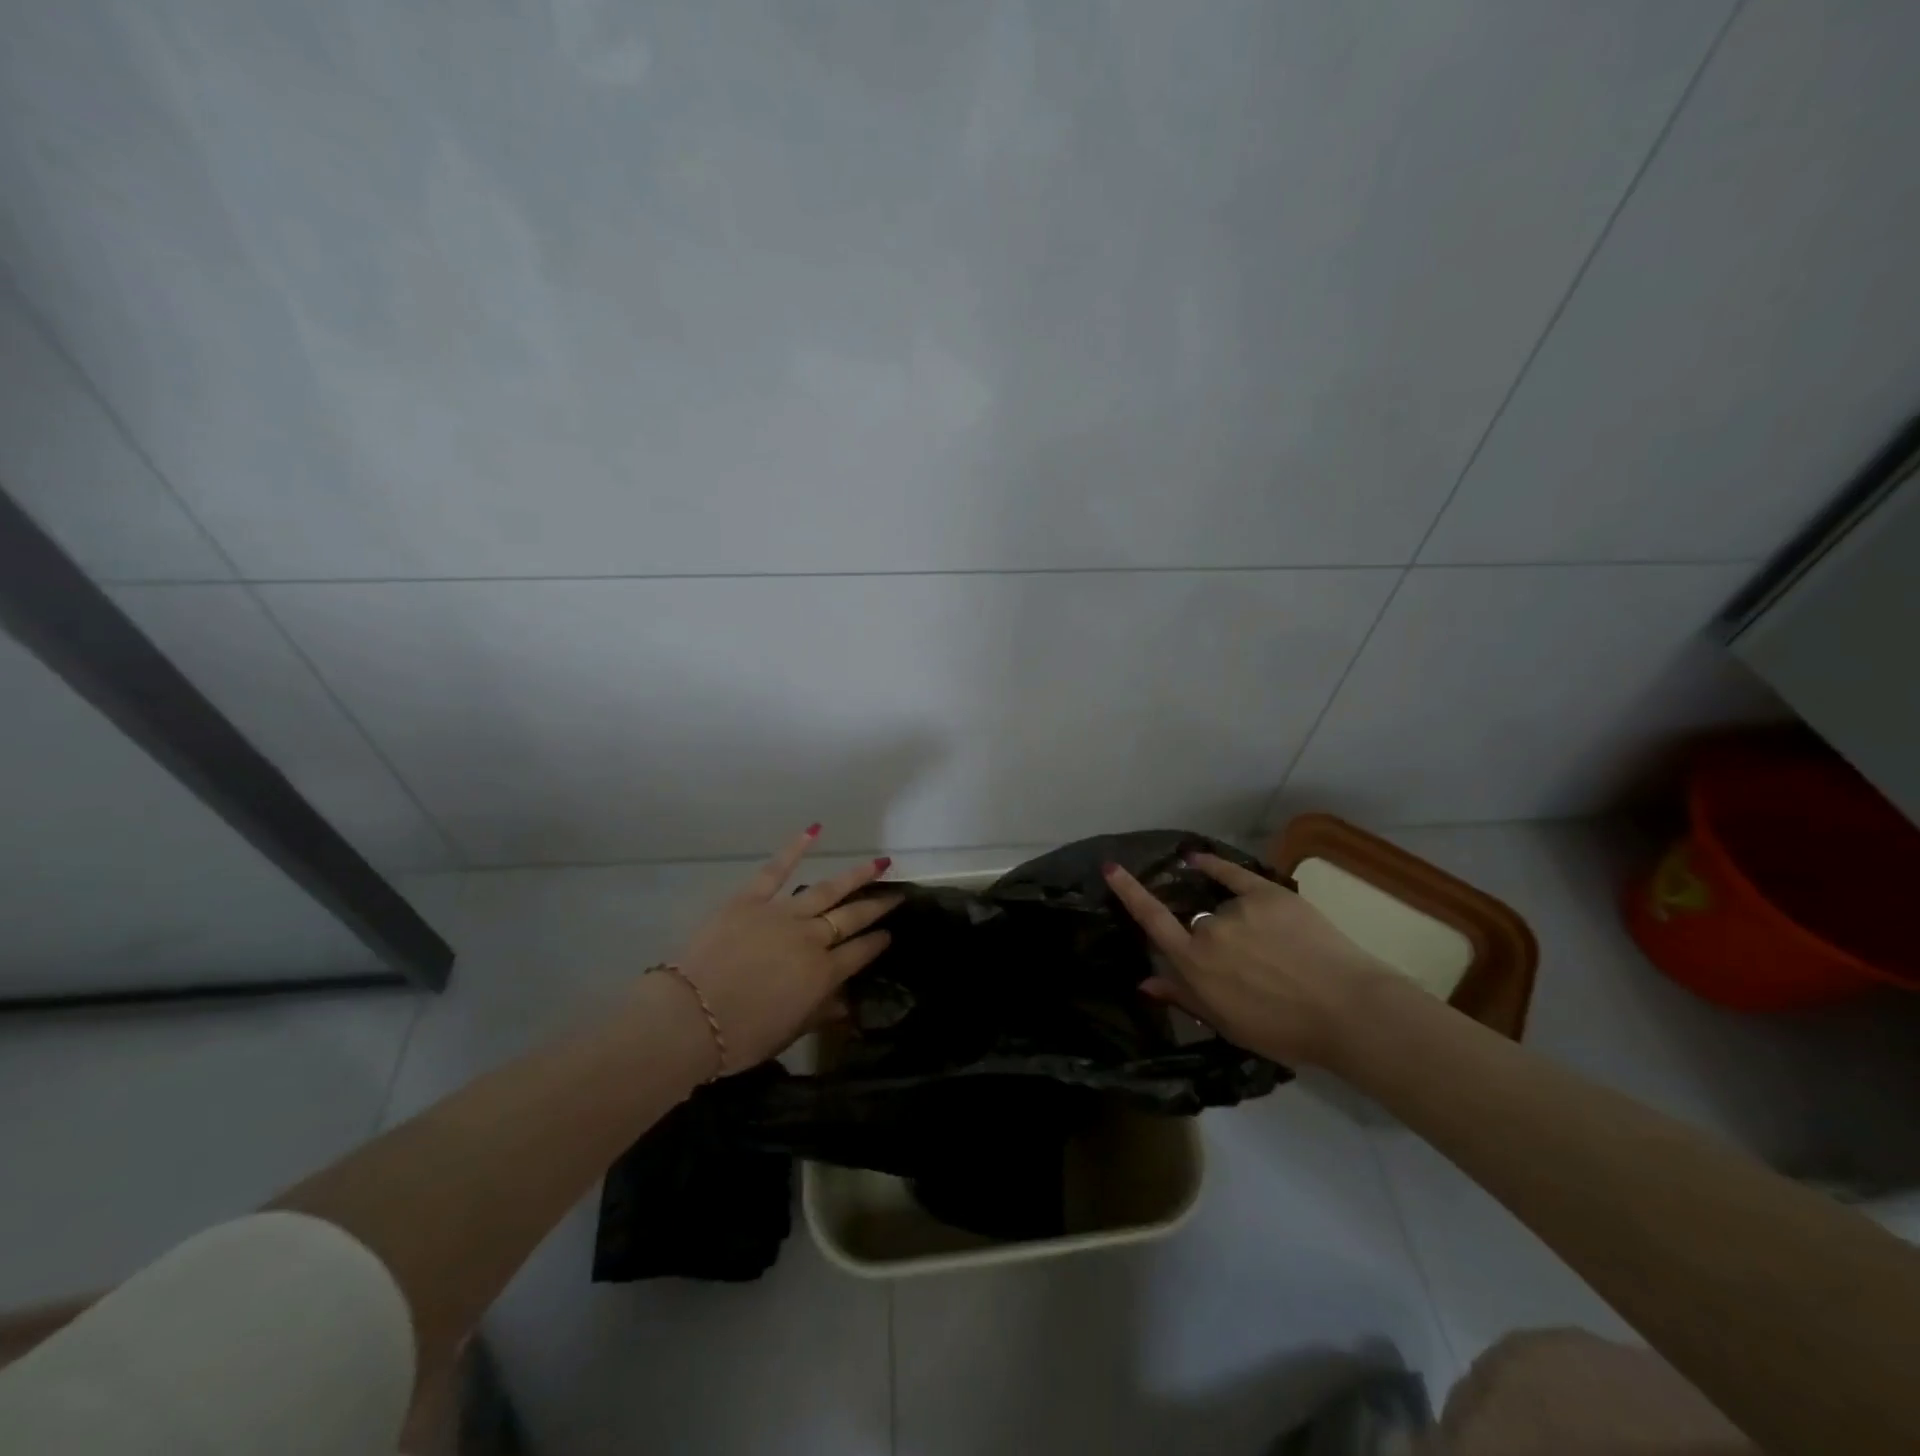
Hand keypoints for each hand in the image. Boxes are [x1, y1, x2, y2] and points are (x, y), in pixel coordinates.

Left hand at [669, 827, 902, 1074]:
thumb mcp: (789, 1033)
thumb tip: (847, 1004)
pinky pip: (776, 870)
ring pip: (827, 890)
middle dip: (877, 907)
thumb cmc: (741, 1037)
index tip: (890, 934)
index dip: (876, 943)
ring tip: (877, 863)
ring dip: (855, 876)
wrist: (689, 1019)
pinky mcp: (750, 900)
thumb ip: (820, 1013)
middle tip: (896, 895)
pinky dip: (795, 848)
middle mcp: (810, 939)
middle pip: (851, 918)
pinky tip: (815, 830)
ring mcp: (782, 914)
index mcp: (822, 974)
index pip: (859, 953)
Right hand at [1102, 852, 1396, 1067]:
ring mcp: (1238, 909)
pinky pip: (1232, 873)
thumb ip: (1182, 998)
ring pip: (1222, 909)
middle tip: (1245, 965)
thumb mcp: (1227, 1024)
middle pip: (1195, 924)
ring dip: (1233, 922)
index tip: (1111, 868)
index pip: (1152, 922)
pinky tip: (1199, 859)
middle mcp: (1209, 930)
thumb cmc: (1285, 1030)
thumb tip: (1144, 983)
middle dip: (1209, 941)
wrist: (1348, 1012)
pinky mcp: (1267, 893)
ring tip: (1272, 948)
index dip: (1129, 894)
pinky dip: (1215, 864)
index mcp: (1195, 965)